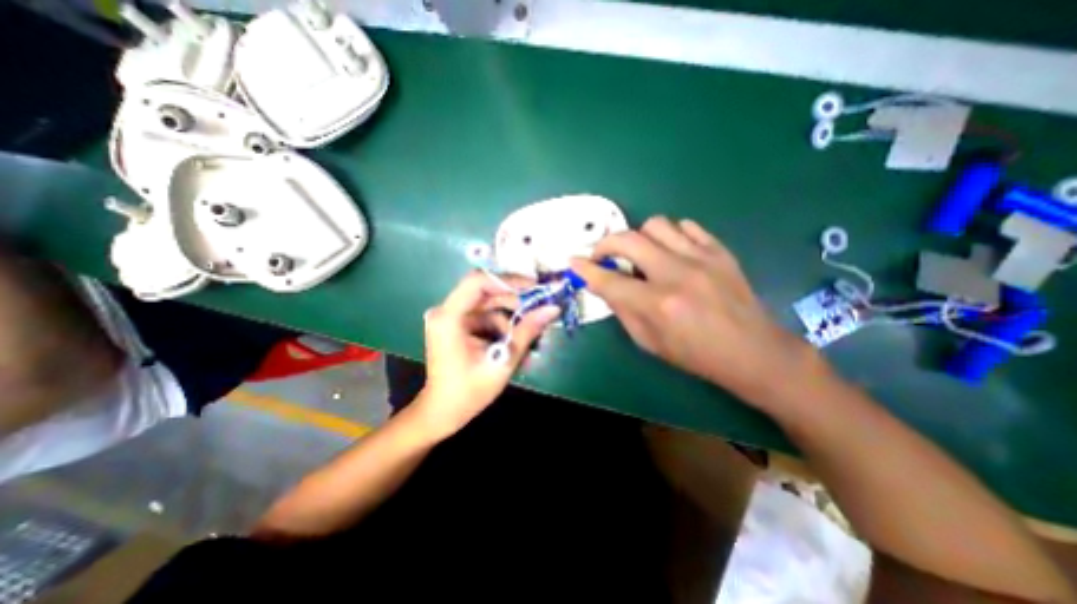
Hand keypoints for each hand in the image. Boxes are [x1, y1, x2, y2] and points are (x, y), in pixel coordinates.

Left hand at [413, 272, 559, 437]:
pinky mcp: (455, 324)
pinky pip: (483, 316)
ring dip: (509, 317)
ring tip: (527, 334)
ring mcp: (449, 317)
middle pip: (485, 292)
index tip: (533, 288)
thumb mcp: (503, 361)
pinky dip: (500, 325)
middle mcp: (445, 311)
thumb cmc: (469, 392)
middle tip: (538, 309)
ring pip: (487, 305)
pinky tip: (512, 340)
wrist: (443, 412)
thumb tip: (552, 308)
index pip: (478, 282)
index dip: (508, 281)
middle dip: (514, 301)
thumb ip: (527, 331)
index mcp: (449, 318)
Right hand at [572, 218, 815, 406]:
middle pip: (628, 240)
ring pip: (656, 224)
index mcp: (657, 305)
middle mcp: (676, 275)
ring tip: (641, 254)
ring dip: (639, 237)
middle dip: (605, 244)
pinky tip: (671, 251)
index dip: (585, 269)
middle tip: (603, 255)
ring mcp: (701, 258)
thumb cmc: (694, 354)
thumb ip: (622, 309)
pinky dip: (670, 235)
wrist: (751, 351)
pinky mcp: (719, 251)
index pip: (609, 280)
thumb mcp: (648, 341)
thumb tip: (602, 284)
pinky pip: (686, 226)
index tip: (574, 261)